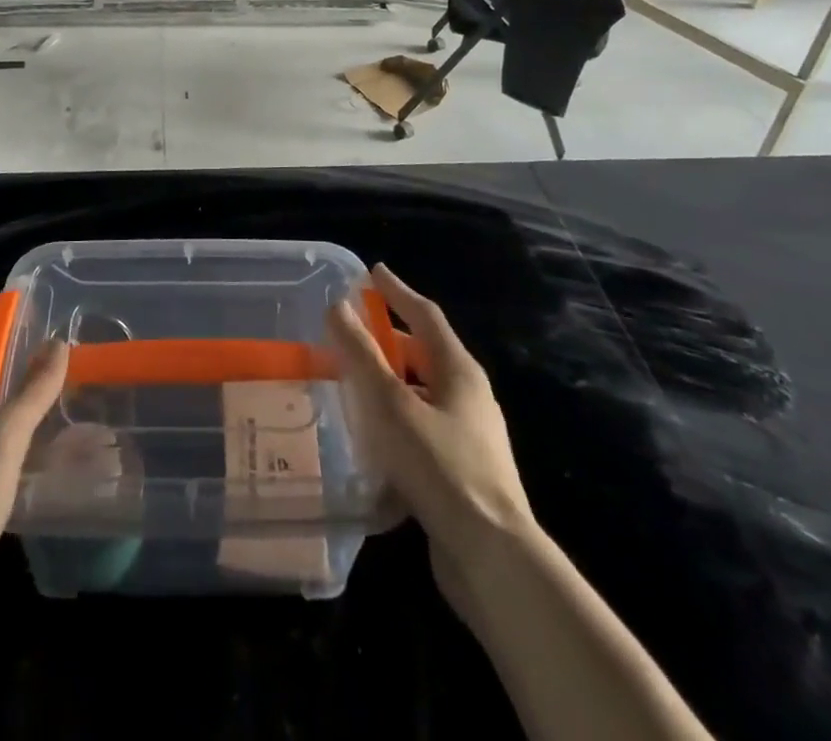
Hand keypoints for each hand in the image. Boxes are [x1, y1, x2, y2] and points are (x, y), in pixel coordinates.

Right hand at [327, 264, 535, 570]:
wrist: (492, 557)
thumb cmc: (440, 467)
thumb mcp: (391, 404)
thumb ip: (362, 355)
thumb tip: (338, 306)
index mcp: (459, 370)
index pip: (425, 315)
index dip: (397, 291)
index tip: (372, 272)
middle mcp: (468, 396)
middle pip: (424, 354)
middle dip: (387, 341)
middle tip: (349, 334)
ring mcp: (468, 436)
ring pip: (420, 395)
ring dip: (388, 385)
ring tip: (349, 386)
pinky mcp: (461, 472)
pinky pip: (421, 430)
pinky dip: (394, 422)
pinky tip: (368, 440)